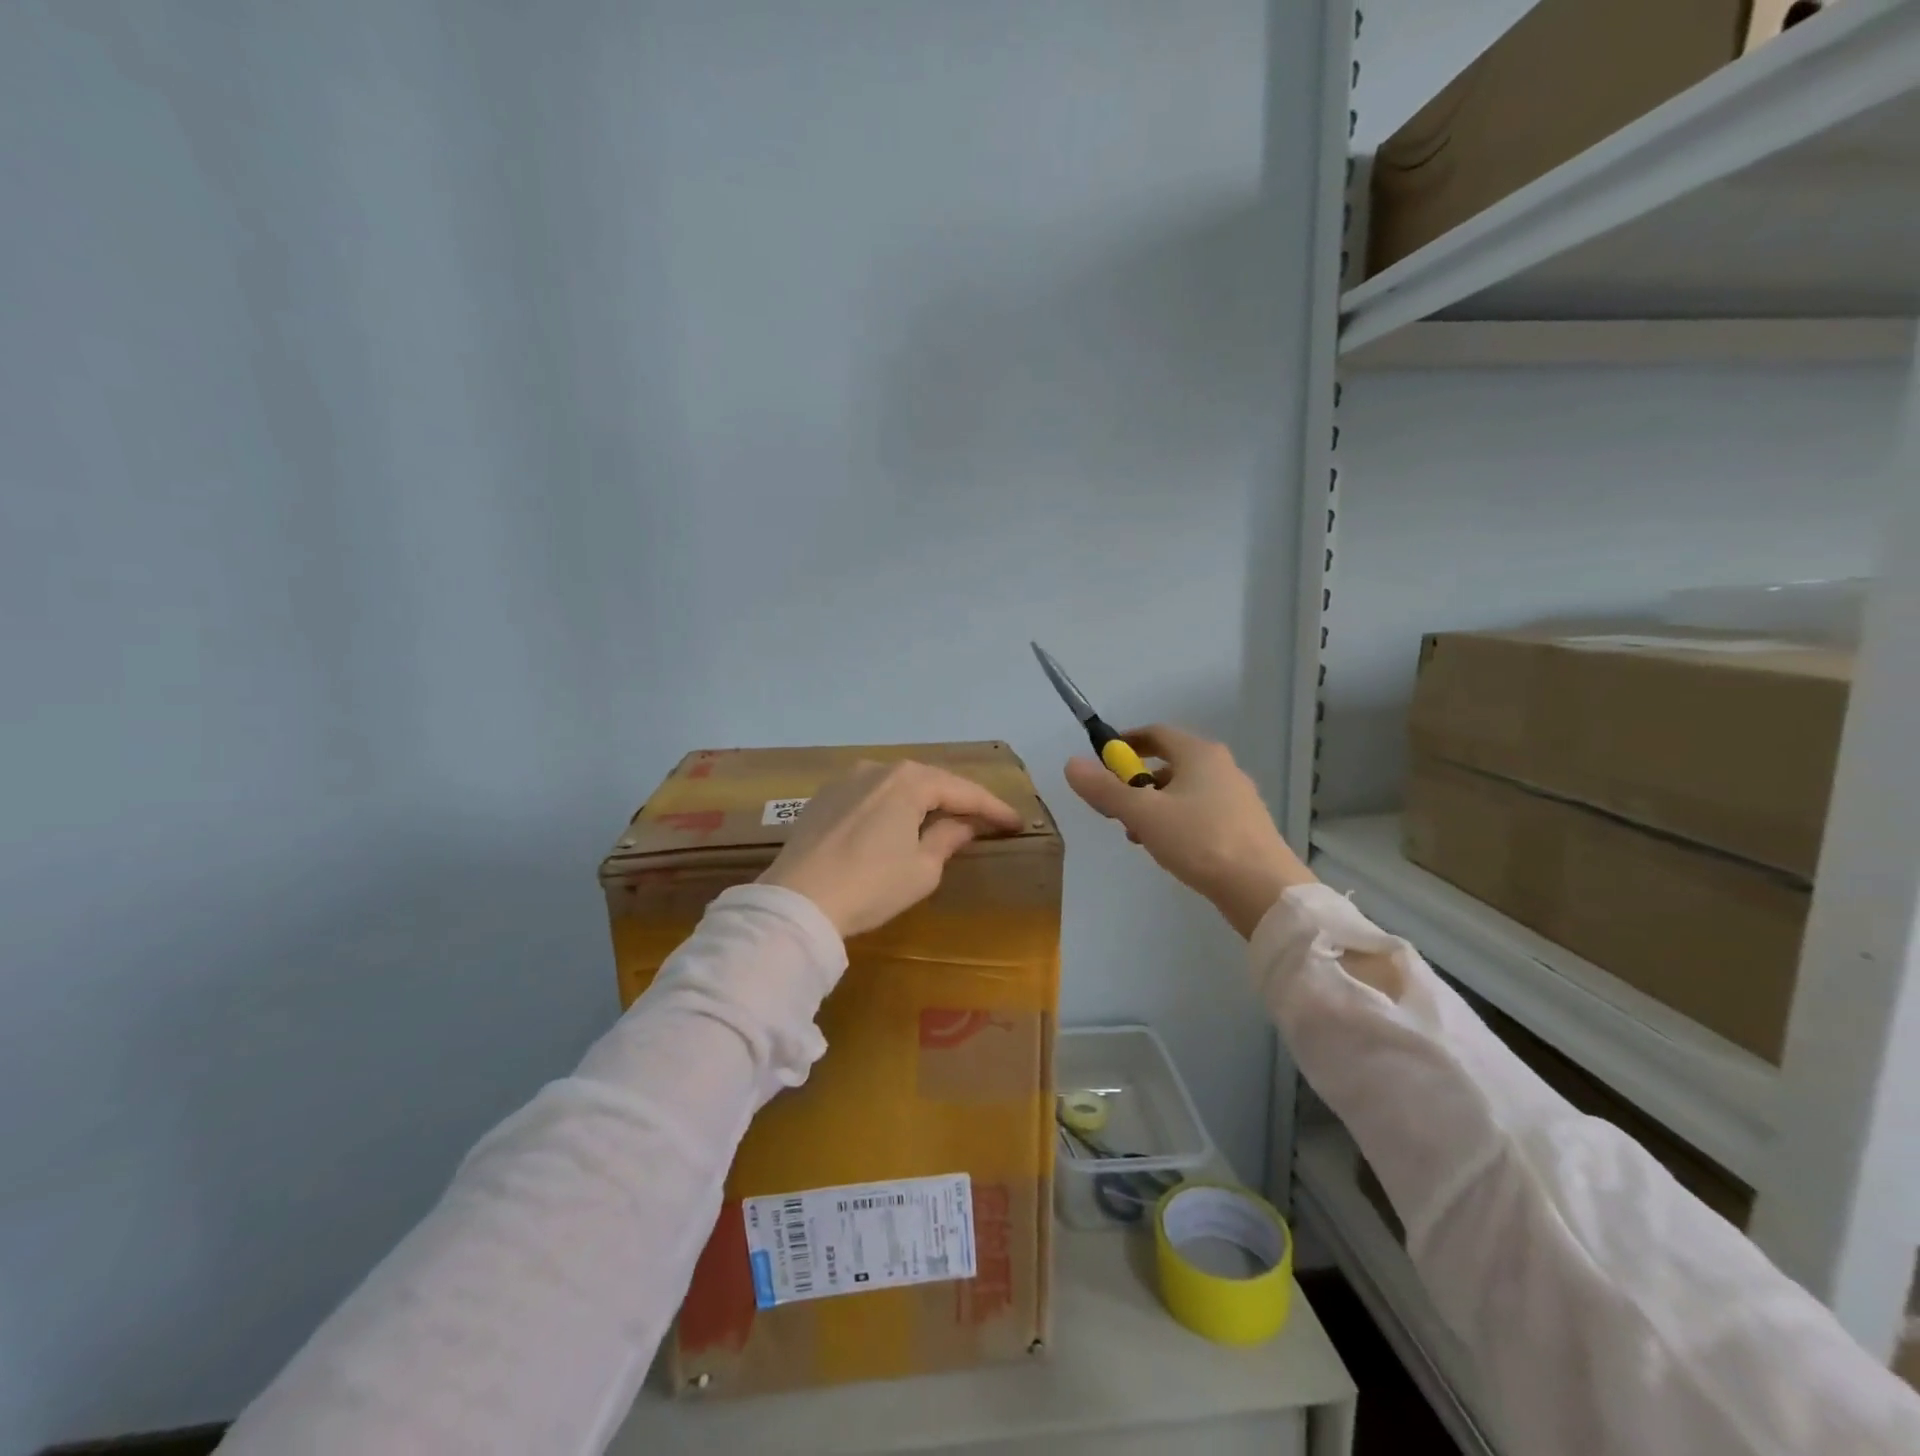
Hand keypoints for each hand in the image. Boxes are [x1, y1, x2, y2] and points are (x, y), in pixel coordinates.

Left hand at [759, 760, 1024, 938]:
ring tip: (946, 819)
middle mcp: (878, 769)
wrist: (796, 902)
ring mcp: (846, 780)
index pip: (963, 791)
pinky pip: (871, 796)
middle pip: (930, 782)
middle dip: (959, 800)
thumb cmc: (870, 886)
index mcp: (909, 781)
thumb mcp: (922, 869)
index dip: (993, 809)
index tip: (1016, 823)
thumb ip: (947, 838)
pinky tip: (899, 824)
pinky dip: (893, 807)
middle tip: (986, 819)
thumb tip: (962, 824)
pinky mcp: (823, 798)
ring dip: (924, 802)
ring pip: (898, 786)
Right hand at [1064, 725, 1313, 937]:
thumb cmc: (1199, 840)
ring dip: (1154, 806)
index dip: (1126, 743)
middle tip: (1115, 808)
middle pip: (1169, 763)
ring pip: (1184, 791)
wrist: (1263, 889)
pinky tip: (1169, 850)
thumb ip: (1105, 789)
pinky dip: (1177, 821)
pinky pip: (1200, 812)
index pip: (1156, 733)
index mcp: (1199, 754)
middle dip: (1136, 782)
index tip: (1102, 760)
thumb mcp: (1142, 814)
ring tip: (1138, 836)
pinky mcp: (1244, 826)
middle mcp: (1222, 767)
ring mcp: (1237, 797)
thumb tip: (1071, 764)